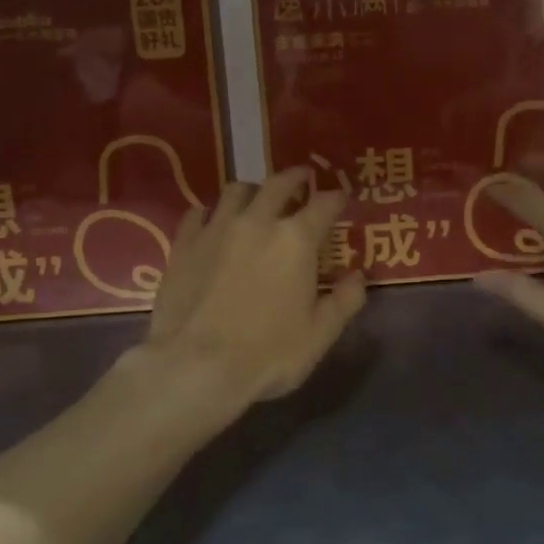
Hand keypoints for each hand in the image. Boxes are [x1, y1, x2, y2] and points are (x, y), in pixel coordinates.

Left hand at [138, 168, 366, 419]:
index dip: (336, 198)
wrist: (194, 366)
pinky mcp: (184, 243)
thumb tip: (359, 275)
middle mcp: (257, 222)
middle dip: (295, 178)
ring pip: (236, 191)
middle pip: (278, 184)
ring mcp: (216, 229)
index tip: (341, 197)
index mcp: (296, 240)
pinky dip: (210, 212)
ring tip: (257, 198)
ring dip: (253, 190)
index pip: (324, 204)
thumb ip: (345, 301)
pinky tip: (211, 221)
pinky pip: (197, 213)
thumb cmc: (267, 354)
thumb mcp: (319, 334)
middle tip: (302, 178)